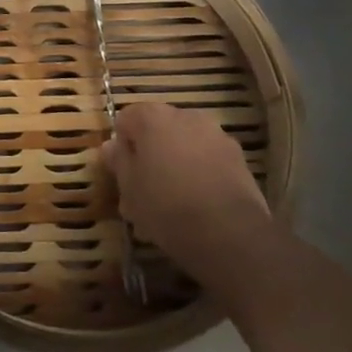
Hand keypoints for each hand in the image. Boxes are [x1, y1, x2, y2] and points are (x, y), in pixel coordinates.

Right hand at [103, 102, 276, 284]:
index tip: (122, 172)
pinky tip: (195, 206)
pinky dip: (198, 175)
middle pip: (158, 130)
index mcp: (154, 117)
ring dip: (174, 165)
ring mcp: (217, 136)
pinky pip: (207, 161)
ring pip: (184, 146)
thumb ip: (118, 160)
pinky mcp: (239, 160)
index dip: (121, 145)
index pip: (126, 118)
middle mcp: (186, 116)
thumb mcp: (128, 187)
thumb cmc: (165, 205)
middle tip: (142, 190)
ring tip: (169, 203)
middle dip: (149, 155)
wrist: (229, 234)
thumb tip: (112, 146)